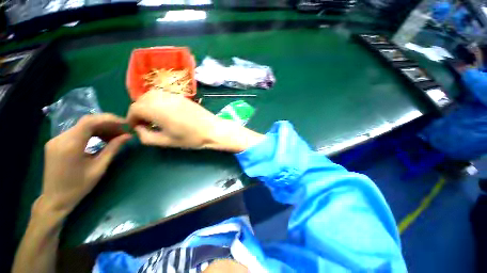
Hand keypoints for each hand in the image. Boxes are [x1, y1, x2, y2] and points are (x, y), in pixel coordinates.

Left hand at [40, 114, 131, 214]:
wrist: (55, 199)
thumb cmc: (78, 187)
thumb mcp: (99, 168)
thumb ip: (113, 149)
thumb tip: (128, 136)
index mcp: (70, 145)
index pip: (90, 121)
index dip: (109, 119)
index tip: (125, 123)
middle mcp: (60, 138)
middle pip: (87, 122)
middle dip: (108, 125)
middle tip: (123, 132)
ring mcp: (56, 139)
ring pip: (82, 126)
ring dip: (101, 129)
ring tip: (115, 137)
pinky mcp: (56, 143)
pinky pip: (77, 132)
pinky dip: (91, 133)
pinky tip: (101, 139)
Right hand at [127, 91, 263, 151]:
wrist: (212, 129)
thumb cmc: (191, 138)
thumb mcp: (166, 141)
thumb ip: (146, 136)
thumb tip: (139, 128)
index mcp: (156, 109)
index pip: (134, 109)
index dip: (132, 119)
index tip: (137, 128)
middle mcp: (162, 98)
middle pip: (141, 100)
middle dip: (139, 111)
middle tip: (145, 123)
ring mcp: (173, 95)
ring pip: (152, 95)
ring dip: (148, 105)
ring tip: (155, 117)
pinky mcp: (182, 96)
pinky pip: (164, 95)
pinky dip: (159, 102)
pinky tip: (166, 112)